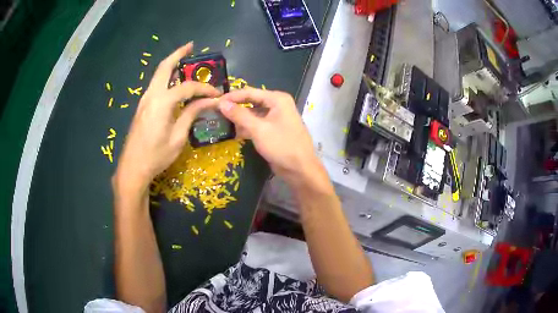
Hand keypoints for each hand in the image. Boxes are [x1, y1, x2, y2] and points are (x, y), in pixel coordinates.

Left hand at [114, 42, 219, 192]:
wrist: (133, 168)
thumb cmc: (156, 156)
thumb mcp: (178, 137)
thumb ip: (191, 114)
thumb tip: (207, 101)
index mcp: (161, 102)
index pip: (187, 87)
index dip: (204, 88)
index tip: (217, 93)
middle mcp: (151, 95)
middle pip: (164, 68)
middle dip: (178, 54)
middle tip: (191, 46)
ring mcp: (144, 100)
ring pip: (158, 75)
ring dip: (171, 65)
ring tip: (184, 59)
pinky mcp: (142, 107)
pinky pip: (155, 86)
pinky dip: (166, 78)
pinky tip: (174, 81)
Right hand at [218, 88, 322, 185]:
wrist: (300, 169)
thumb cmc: (281, 146)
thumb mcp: (258, 129)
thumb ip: (239, 115)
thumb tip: (221, 103)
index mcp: (277, 99)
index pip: (250, 92)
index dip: (232, 96)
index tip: (215, 101)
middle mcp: (278, 104)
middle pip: (251, 101)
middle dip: (235, 107)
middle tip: (216, 111)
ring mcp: (277, 117)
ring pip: (254, 113)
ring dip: (240, 118)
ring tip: (222, 122)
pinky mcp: (274, 129)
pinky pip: (258, 123)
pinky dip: (247, 127)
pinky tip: (235, 132)